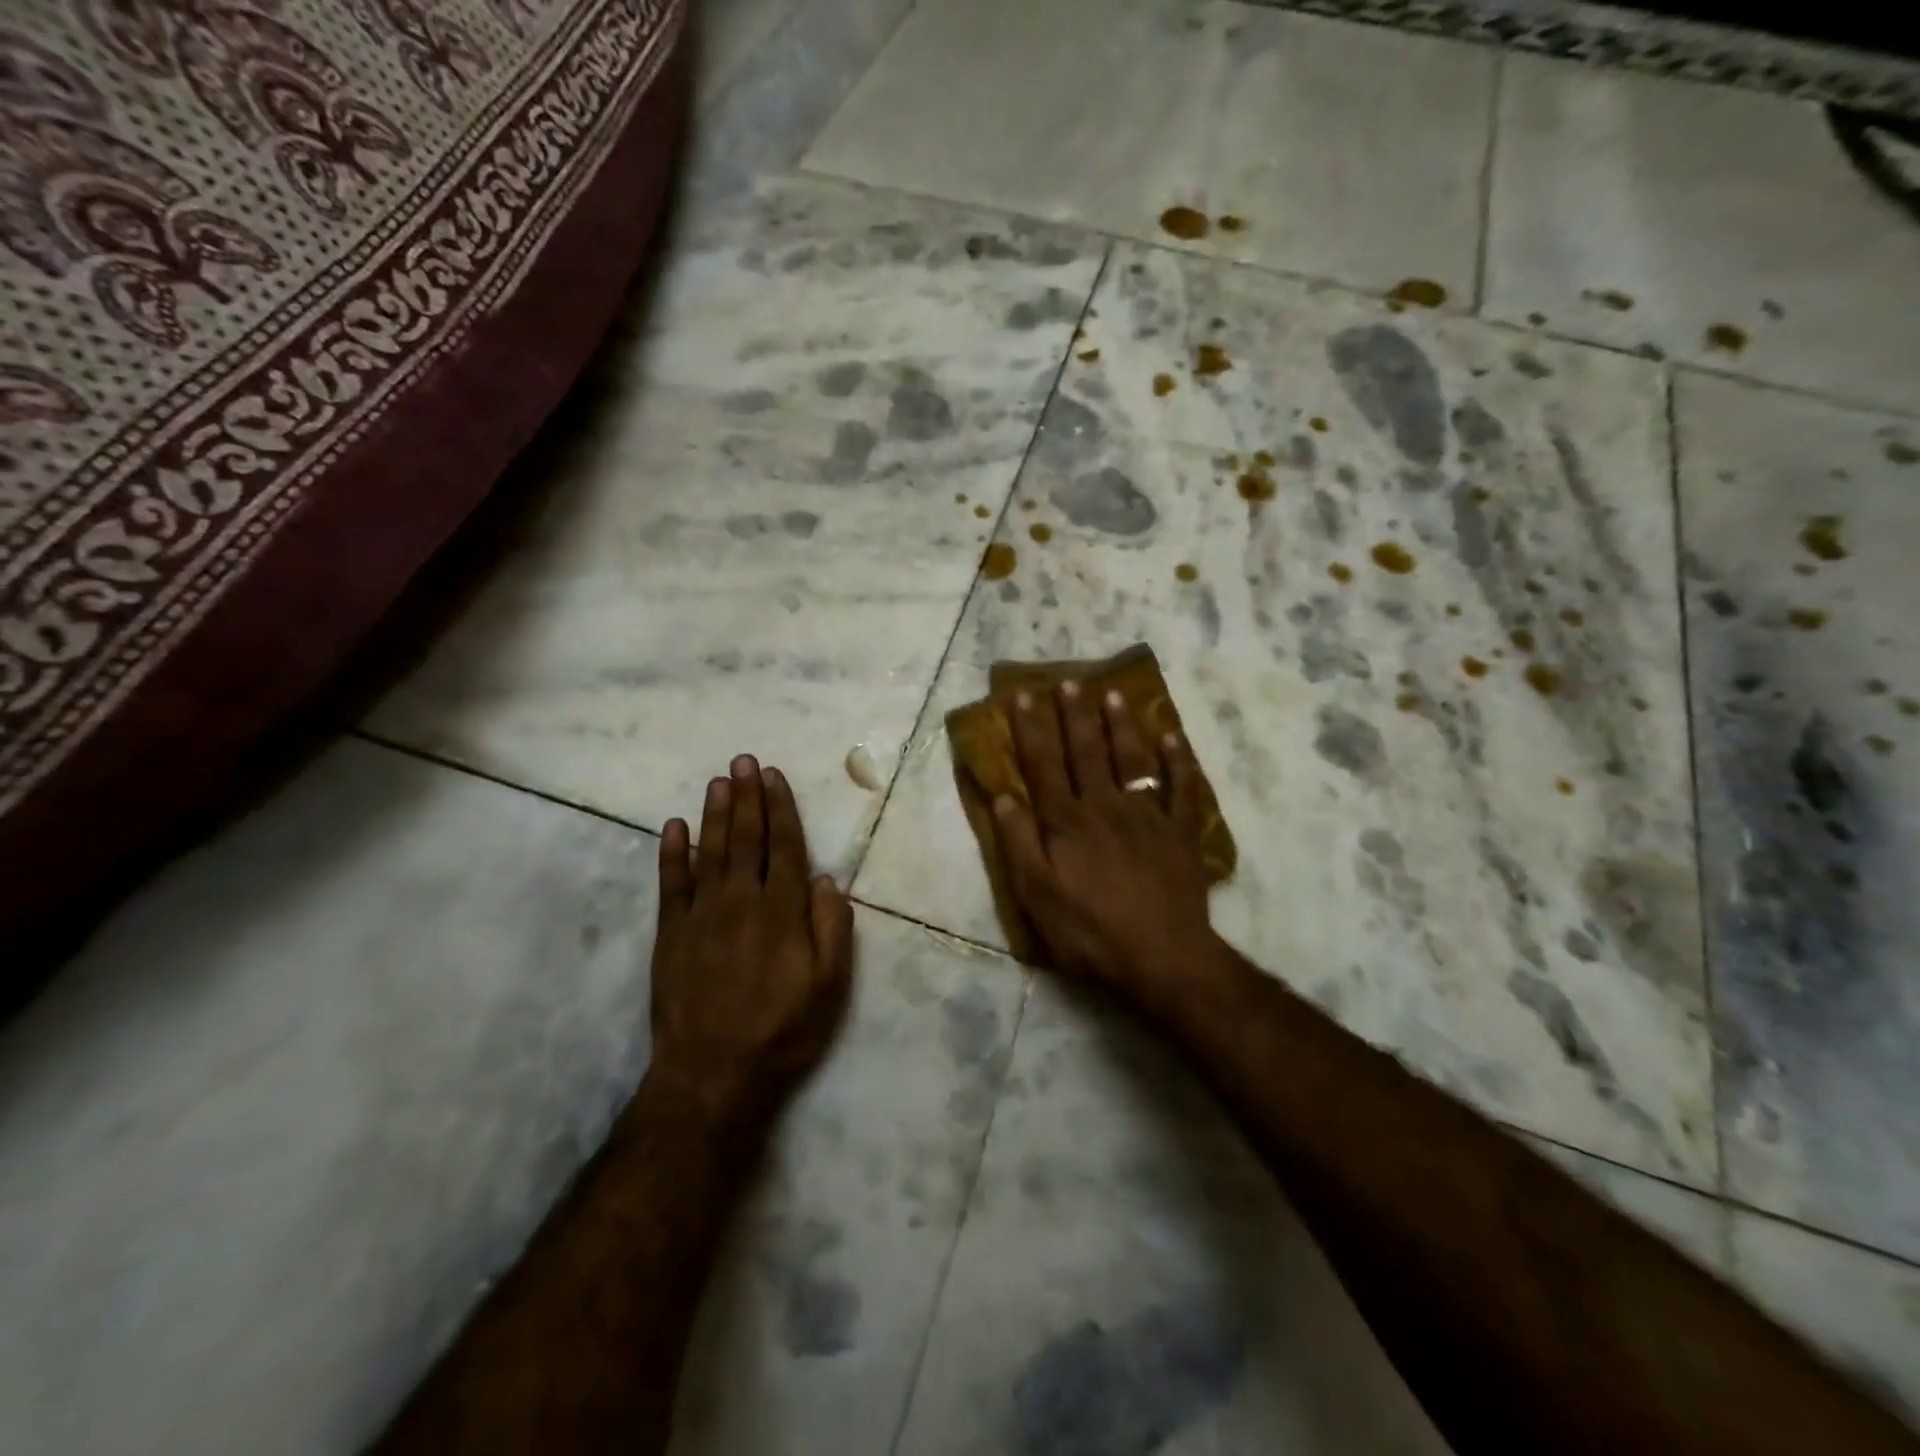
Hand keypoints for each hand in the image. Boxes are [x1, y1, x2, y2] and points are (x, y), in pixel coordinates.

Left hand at [650, 756, 854, 1124]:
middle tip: (744, 761)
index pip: (785, 847)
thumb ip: (832, 928)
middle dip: (747, 797)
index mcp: (783, 910)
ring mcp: (702, 915)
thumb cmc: (781, 1030)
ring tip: (719, 781)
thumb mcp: (829, 986)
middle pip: (746, 838)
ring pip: (710, 851)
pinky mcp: (671, 934)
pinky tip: (674, 827)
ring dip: (715, 813)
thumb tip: (827, 880)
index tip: (775, 777)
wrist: (712, 1074)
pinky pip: (671, 884)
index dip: (781, 809)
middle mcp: (742, 901)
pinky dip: (672, 853)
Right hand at [995, 681, 1218, 1011]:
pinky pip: (1182, 789)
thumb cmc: (1090, 931)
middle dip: (1074, 715)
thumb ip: (1019, 842)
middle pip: (1086, 752)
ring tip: (1113, 695)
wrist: (1162, 957)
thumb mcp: (1036, 895)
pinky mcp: (1180, 833)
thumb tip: (1001, 795)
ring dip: (1121, 726)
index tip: (1024, 696)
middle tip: (1069, 682)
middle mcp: (1105, 806)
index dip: (1032, 730)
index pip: (1043, 765)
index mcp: (1066, 821)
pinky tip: (1174, 738)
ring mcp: (1147, 816)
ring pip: (1132, 760)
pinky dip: (1179, 762)